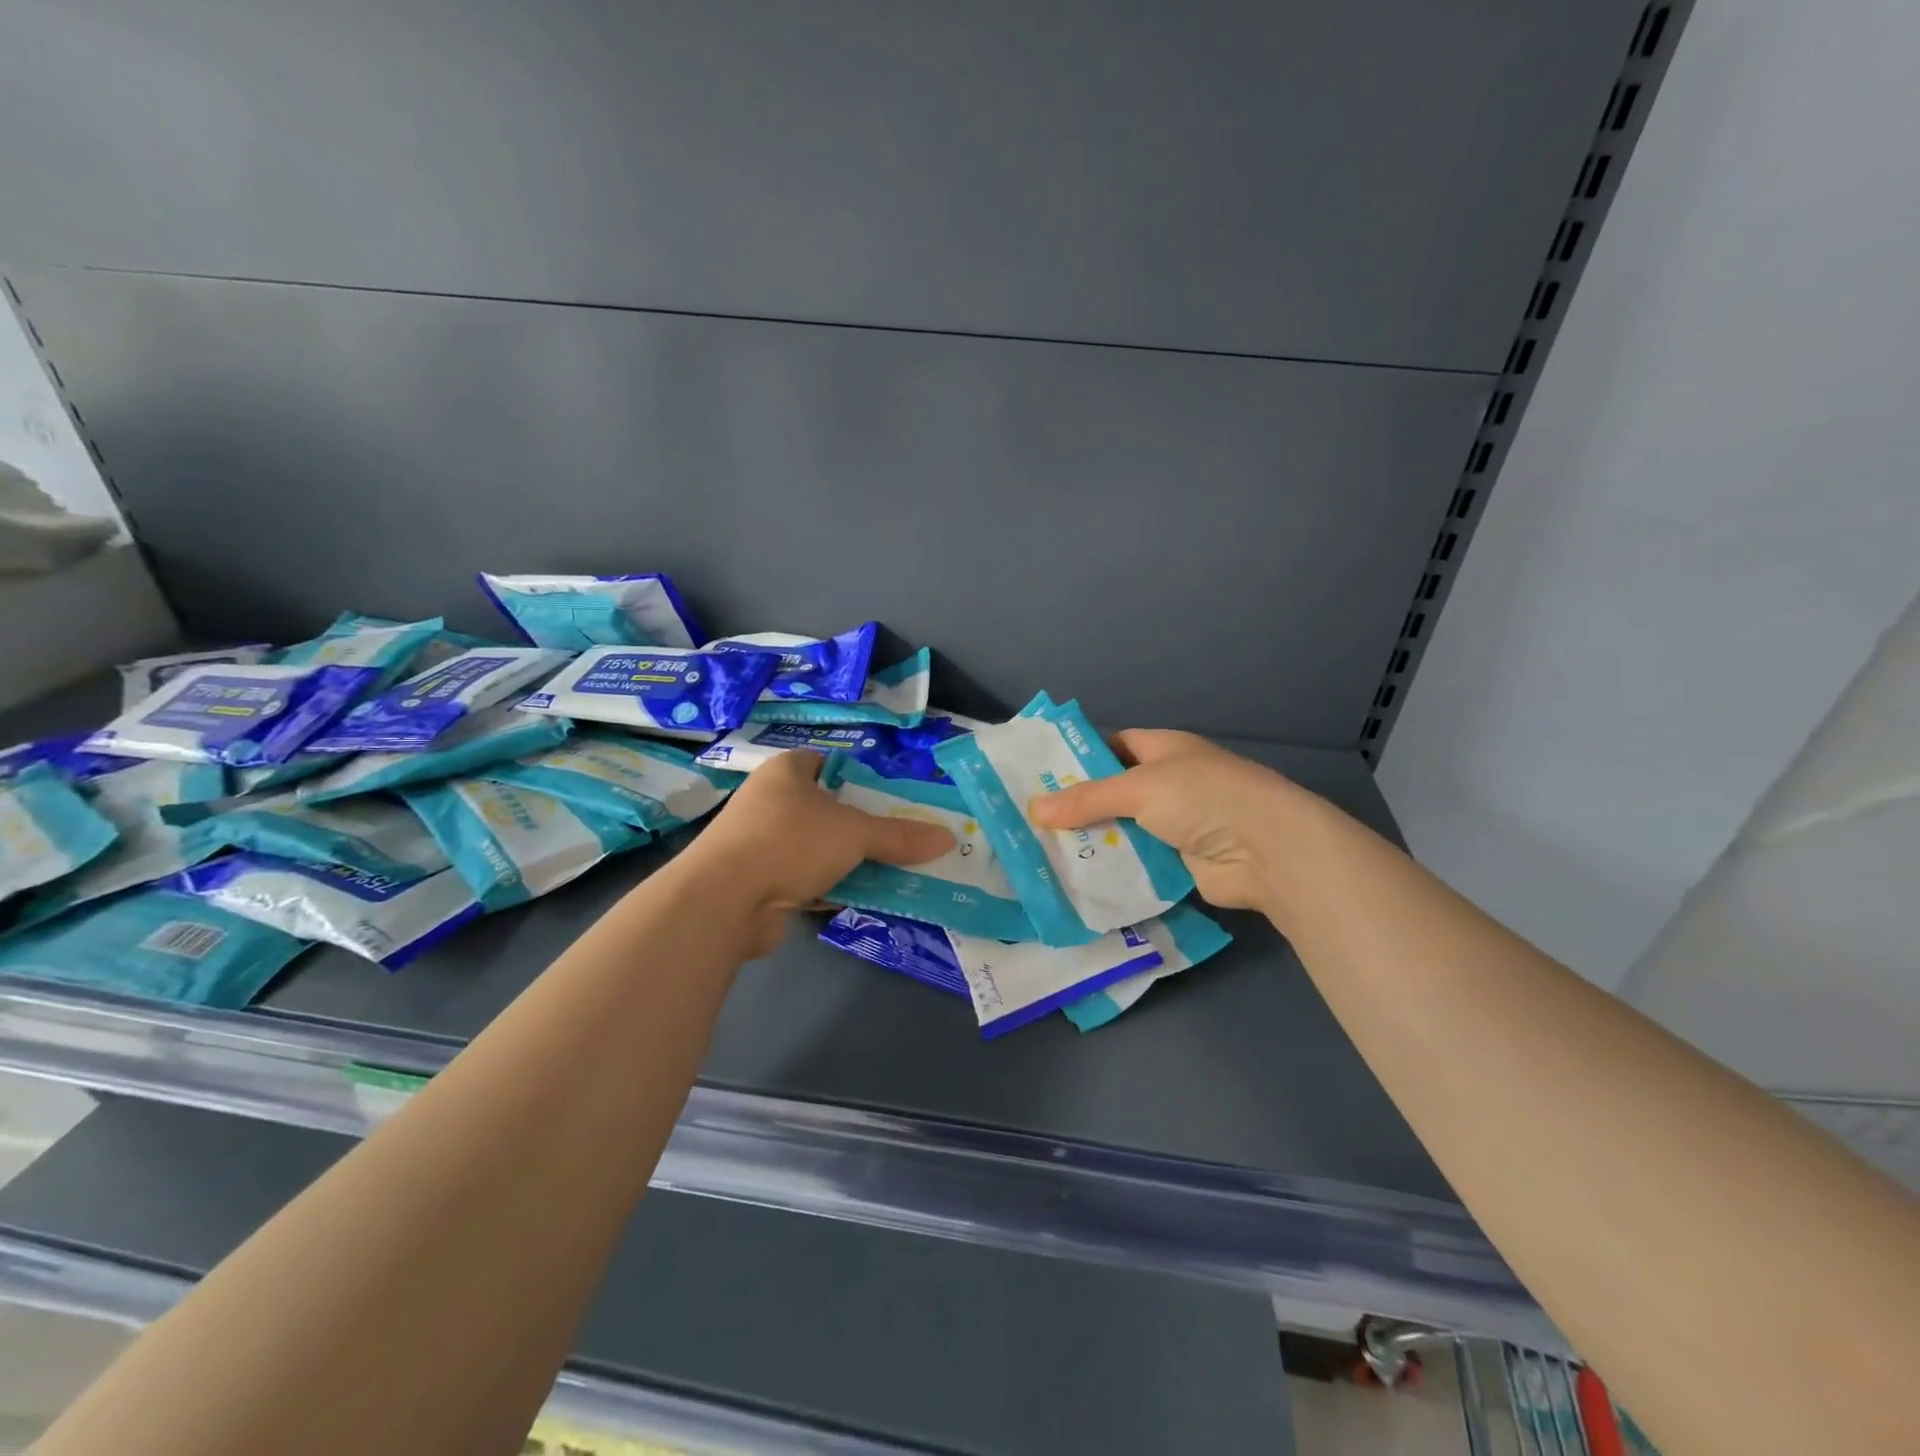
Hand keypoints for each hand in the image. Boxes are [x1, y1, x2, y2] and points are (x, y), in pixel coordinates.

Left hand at [678, 750, 954, 954]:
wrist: (724, 901)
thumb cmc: (790, 842)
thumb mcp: (855, 833)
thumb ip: (900, 836)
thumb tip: (949, 838)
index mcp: (788, 771)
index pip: (831, 764)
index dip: (863, 778)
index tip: (897, 797)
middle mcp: (772, 802)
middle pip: (831, 810)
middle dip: (867, 826)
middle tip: (908, 838)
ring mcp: (763, 844)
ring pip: (822, 848)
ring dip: (853, 862)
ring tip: (897, 870)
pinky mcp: (761, 882)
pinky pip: (809, 880)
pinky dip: (834, 888)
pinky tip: (867, 897)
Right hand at [1029, 730, 1303, 914]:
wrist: (1266, 850)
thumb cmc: (1203, 797)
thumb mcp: (1139, 788)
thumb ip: (1087, 799)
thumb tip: (1034, 810)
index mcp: (1163, 750)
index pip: (1112, 746)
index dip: (1078, 757)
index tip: (1037, 774)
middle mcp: (1168, 783)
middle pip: (1112, 792)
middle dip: (1076, 806)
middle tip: (1028, 820)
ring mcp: (1173, 824)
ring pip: (1120, 830)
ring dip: (1090, 841)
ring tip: (1040, 852)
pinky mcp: (1177, 862)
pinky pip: (1134, 862)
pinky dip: (1110, 869)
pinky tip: (1074, 878)